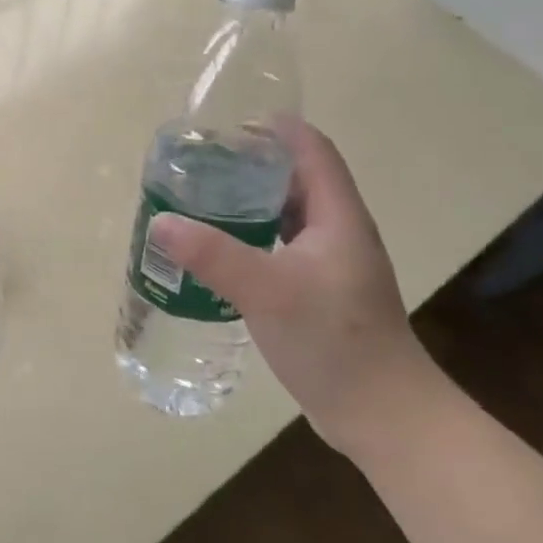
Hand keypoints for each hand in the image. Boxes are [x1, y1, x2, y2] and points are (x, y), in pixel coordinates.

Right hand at [147, 119, 443, 457]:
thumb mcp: (267, 292)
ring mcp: (330, 264)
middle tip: (199, 165)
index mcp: (337, 215)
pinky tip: (220, 252)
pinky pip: (281, 247)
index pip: (312, 149)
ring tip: (201, 202)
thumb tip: (160, 222)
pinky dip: (251, 238)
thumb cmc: (334, 342)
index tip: (225, 127)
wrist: (381, 415)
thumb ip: (213, 255)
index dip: (275, 129)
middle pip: (296, 178)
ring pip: (287, 215)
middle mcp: (338, 231)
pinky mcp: (319, 292)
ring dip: (249, 203)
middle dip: (250, 165)